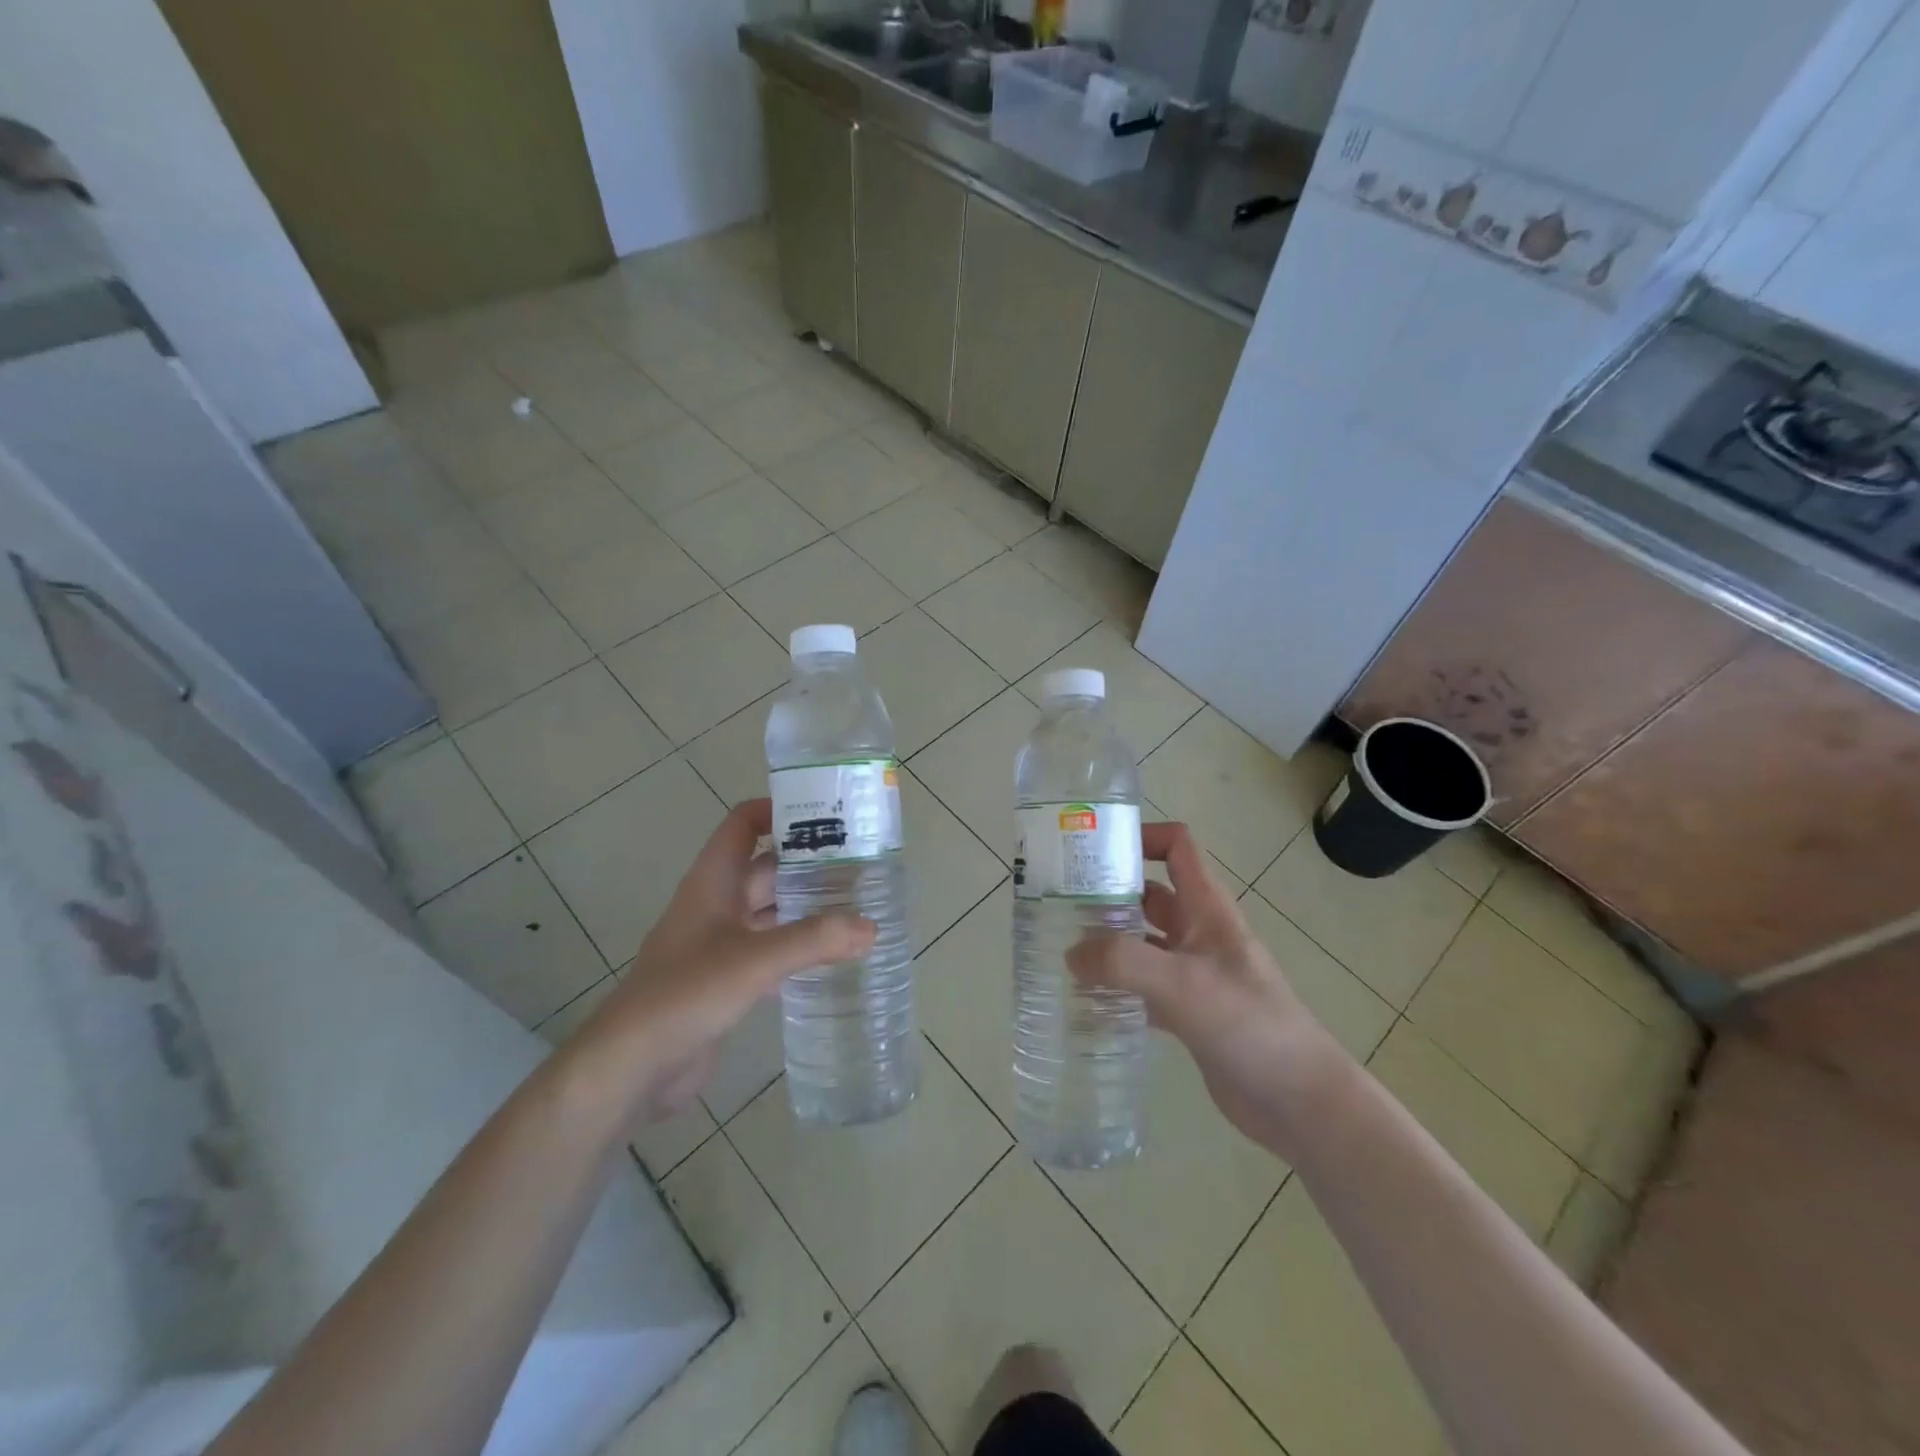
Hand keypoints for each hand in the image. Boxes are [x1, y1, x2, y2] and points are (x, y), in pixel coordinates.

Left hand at [580, 799, 874, 1124]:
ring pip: (770, 911)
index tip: (825, 814)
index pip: (742, 824)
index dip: (778, 810)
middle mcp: (716, 905)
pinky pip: (769, 949)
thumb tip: (871, 927)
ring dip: (806, 906)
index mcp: (713, 881)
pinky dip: (798, 946)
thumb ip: (814, 940)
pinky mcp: (725, 980)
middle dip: (808, 863)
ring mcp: (719, 943)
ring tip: (857, 905)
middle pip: (765, 868)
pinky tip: (832, 955)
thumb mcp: (754, 960)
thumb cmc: (686, 994)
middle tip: (860, 864)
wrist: (632, 1066)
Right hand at [1065, 822, 1349, 1156]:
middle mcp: (1199, 932)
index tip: (1093, 851)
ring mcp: (1194, 973)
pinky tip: (1085, 1000)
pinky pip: (1144, 987)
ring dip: (1108, 942)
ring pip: (1143, 942)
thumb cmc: (1247, 1023)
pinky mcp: (1189, 1011)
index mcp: (1207, 908)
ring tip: (1061, 949)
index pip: (1176, 847)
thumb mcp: (1181, 983)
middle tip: (1059, 903)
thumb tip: (1071, 953)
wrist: (1298, 1100)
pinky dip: (1117, 987)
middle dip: (1108, 893)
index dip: (1140, 837)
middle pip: (1149, 894)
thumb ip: (1122, 962)